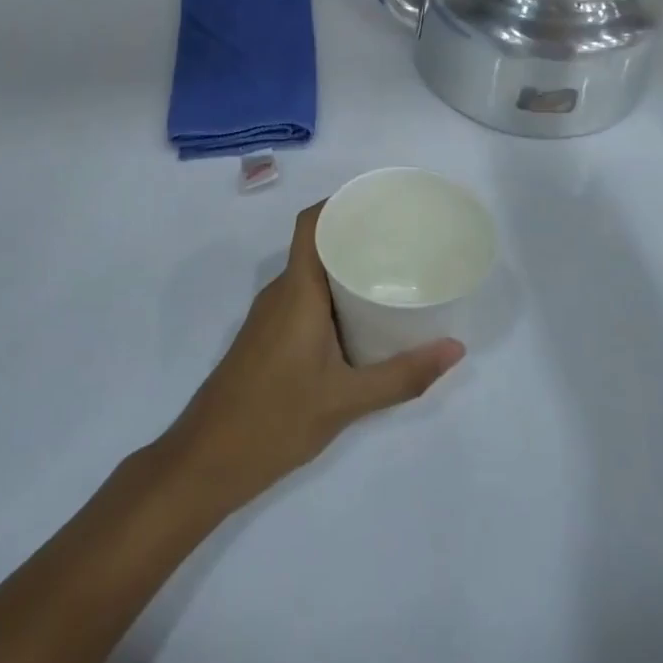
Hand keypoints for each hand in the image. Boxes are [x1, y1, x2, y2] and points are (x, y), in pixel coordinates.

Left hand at [160, 203, 464, 513]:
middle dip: (356, 236)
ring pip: (310, 275)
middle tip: (403, 240)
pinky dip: (332, 296)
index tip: (381, 203)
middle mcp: (281, 292)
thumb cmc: (275, 419)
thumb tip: (455, 349)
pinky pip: (303, 299)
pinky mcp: (268, 337)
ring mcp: (270, 316)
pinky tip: (360, 317)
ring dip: (345, 269)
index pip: (311, 224)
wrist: (207, 460)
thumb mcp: (347, 400)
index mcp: (297, 290)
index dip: (340, 203)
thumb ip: (402, 375)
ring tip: (391, 272)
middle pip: (316, 245)